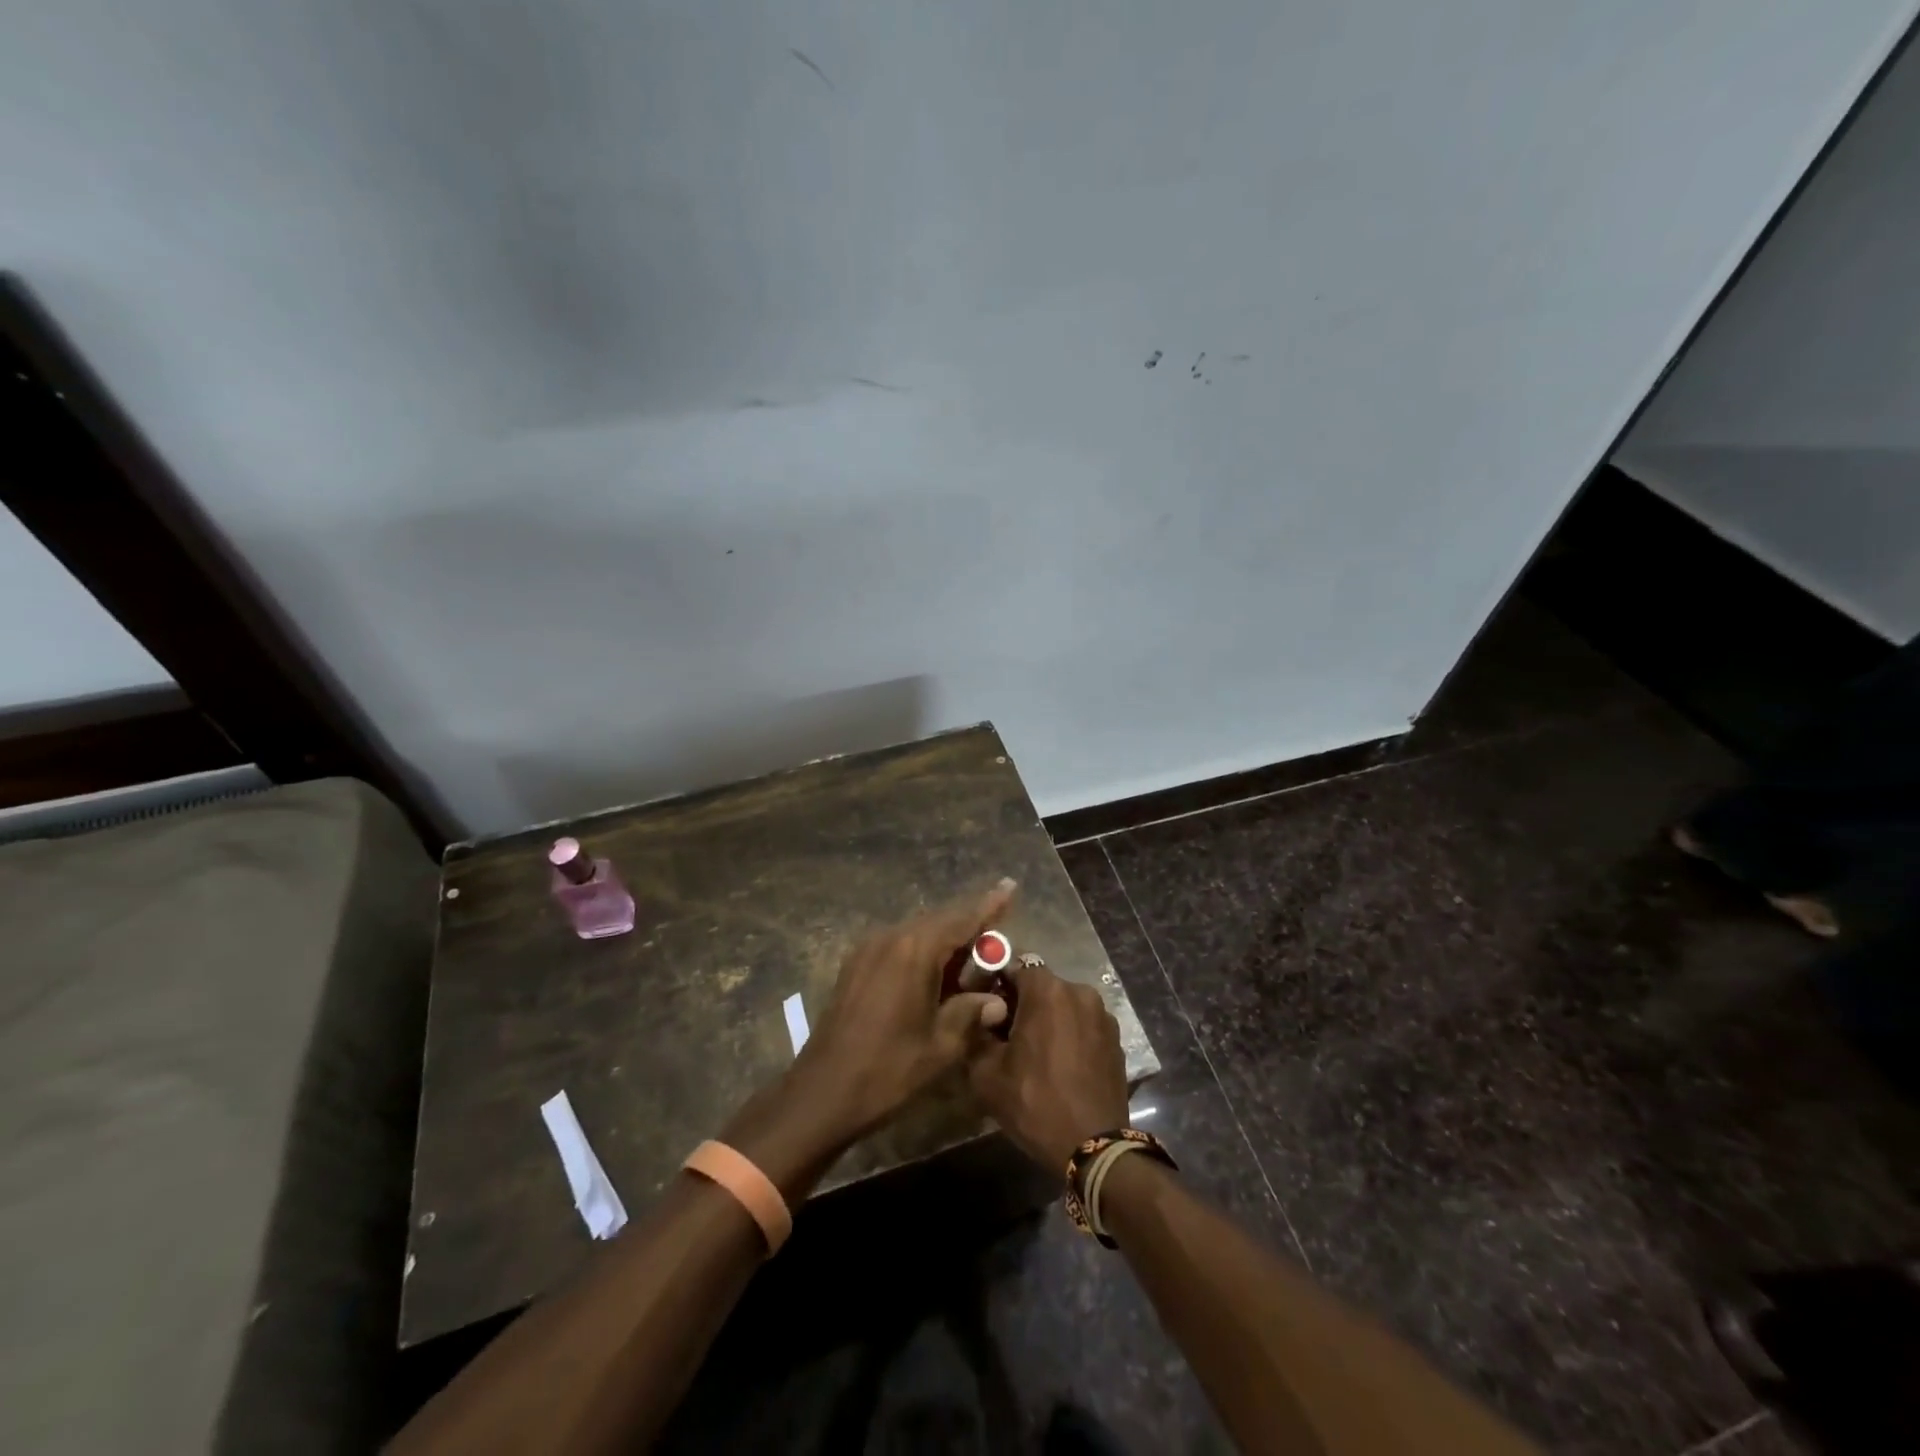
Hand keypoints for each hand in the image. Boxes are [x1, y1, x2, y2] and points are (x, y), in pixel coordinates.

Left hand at [786, 878, 1017, 1142]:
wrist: (822, 1091)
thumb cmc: (888, 1070)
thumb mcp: (941, 1046)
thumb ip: (971, 1013)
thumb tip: (996, 1001)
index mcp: (915, 950)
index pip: (961, 919)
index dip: (989, 905)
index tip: (1010, 886)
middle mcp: (890, 938)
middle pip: (939, 921)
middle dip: (969, 924)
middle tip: (998, 929)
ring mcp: (868, 949)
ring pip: (917, 932)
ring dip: (945, 939)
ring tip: (971, 954)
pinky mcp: (855, 965)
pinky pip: (898, 945)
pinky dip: (922, 950)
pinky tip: (935, 971)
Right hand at [967, 960, 1129, 1170]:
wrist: (1093, 1147)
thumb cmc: (1035, 1103)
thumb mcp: (986, 1072)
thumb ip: (977, 1032)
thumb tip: (982, 1013)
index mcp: (1047, 990)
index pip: (1015, 966)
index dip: (997, 982)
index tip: (986, 1006)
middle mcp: (1079, 991)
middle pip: (1042, 985)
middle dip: (1023, 1003)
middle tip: (1006, 1034)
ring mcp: (1103, 1015)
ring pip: (1064, 1005)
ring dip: (1049, 1019)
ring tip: (1035, 1053)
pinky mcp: (1116, 1039)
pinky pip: (1083, 1024)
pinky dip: (1070, 1034)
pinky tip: (1060, 1065)